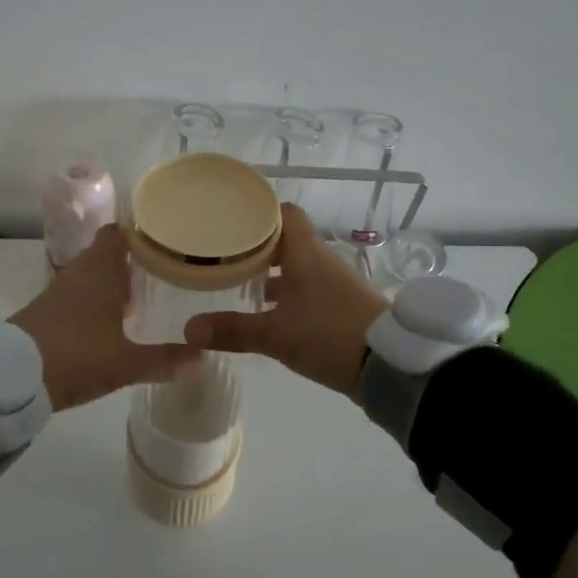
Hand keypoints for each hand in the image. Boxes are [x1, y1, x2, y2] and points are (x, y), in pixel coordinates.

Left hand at [10, 226, 198, 410]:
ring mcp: (59, 292)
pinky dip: (96, 300)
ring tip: (143, 295)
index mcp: (101, 272)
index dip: (140, 232)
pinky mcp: (45, 312)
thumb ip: (164, 360)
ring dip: (113, 281)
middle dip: (132, 260)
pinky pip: (78, 294)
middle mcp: (80, 273)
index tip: (165, 238)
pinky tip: (111, 321)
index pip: (119, 233)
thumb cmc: (75, 356)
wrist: (10, 376)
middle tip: (164, 270)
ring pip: (91, 275)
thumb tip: (203, 358)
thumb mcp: (125, 363)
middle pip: (107, 253)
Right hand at [183, 203, 389, 394]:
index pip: (284, 213)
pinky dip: (285, 294)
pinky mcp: (339, 308)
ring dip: (270, 272)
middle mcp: (320, 261)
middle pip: (286, 240)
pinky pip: (306, 289)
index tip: (229, 218)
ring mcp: (333, 285)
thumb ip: (233, 330)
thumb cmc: (328, 335)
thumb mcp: (275, 335)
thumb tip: (189, 328)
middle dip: (255, 245)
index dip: (258, 212)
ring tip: (235, 281)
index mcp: (306, 252)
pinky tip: (264, 312)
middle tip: (222, 252)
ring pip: (295, 266)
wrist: (389, 365)